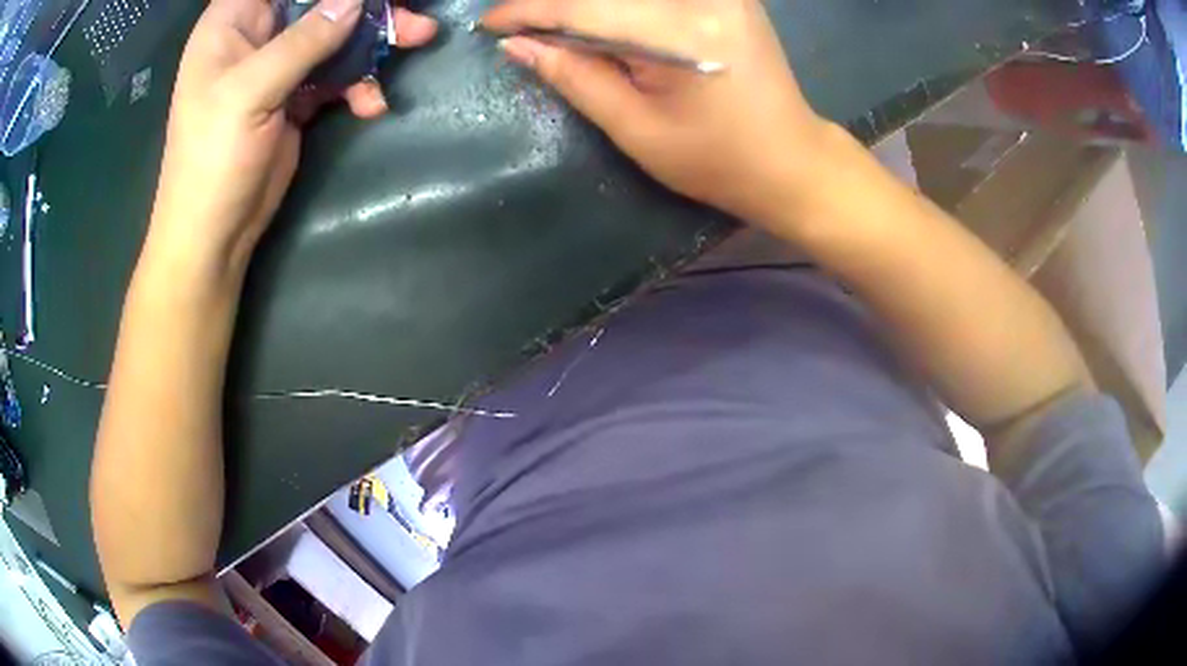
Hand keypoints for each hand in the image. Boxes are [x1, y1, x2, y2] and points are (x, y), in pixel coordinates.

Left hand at [147, 0, 436, 272]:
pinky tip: (371, 105)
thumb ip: (303, 41)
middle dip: (366, 4)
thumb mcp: (250, 92)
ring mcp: (278, 64)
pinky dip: (359, 84)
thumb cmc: (211, 159)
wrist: (214, 233)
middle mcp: (257, 33)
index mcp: (233, 21)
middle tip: (408, 12)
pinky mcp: (296, 94)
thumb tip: (356, 0)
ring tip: (418, 40)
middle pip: (320, 1)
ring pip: (336, 31)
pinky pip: (337, 72)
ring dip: (376, 38)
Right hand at [482, 0, 828, 225]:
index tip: (489, 23)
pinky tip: (599, 18)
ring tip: (554, 23)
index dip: (527, 10)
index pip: (584, 7)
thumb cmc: (716, 161)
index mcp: (682, 33)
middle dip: (554, 2)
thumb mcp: (637, 129)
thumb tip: (518, 44)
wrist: (791, 160)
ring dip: (587, 5)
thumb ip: (575, 77)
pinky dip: (618, 5)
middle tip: (519, 23)